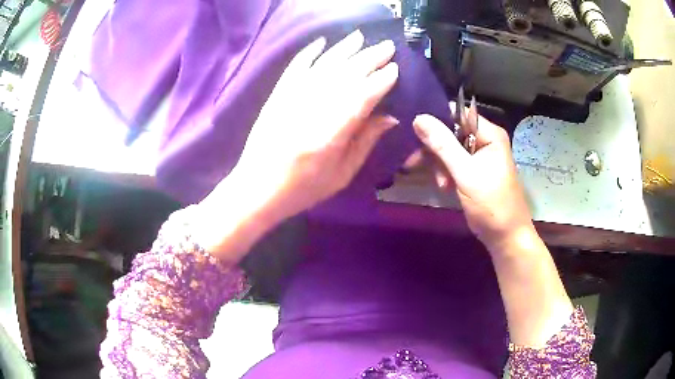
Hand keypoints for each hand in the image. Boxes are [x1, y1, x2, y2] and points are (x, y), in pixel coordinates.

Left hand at [194, 31, 398, 260]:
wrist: (257, 188)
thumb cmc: (303, 188)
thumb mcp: (341, 174)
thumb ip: (365, 142)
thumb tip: (389, 117)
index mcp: (331, 134)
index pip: (362, 97)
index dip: (380, 81)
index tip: (394, 69)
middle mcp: (312, 110)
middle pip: (345, 75)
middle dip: (369, 58)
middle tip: (387, 46)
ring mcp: (291, 99)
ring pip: (323, 66)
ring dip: (344, 49)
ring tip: (361, 37)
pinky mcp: (277, 96)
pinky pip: (294, 68)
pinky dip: (308, 53)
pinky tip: (321, 42)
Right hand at [412, 110, 533, 251]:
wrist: (505, 237)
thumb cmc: (491, 204)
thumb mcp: (465, 173)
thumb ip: (443, 145)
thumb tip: (419, 118)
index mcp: (490, 134)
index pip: (458, 114)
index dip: (437, 121)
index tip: (416, 134)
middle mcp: (486, 140)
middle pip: (452, 132)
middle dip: (436, 150)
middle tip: (419, 164)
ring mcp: (481, 156)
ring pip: (450, 149)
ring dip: (440, 165)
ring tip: (441, 185)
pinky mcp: (475, 171)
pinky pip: (454, 163)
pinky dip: (446, 173)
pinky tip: (444, 187)